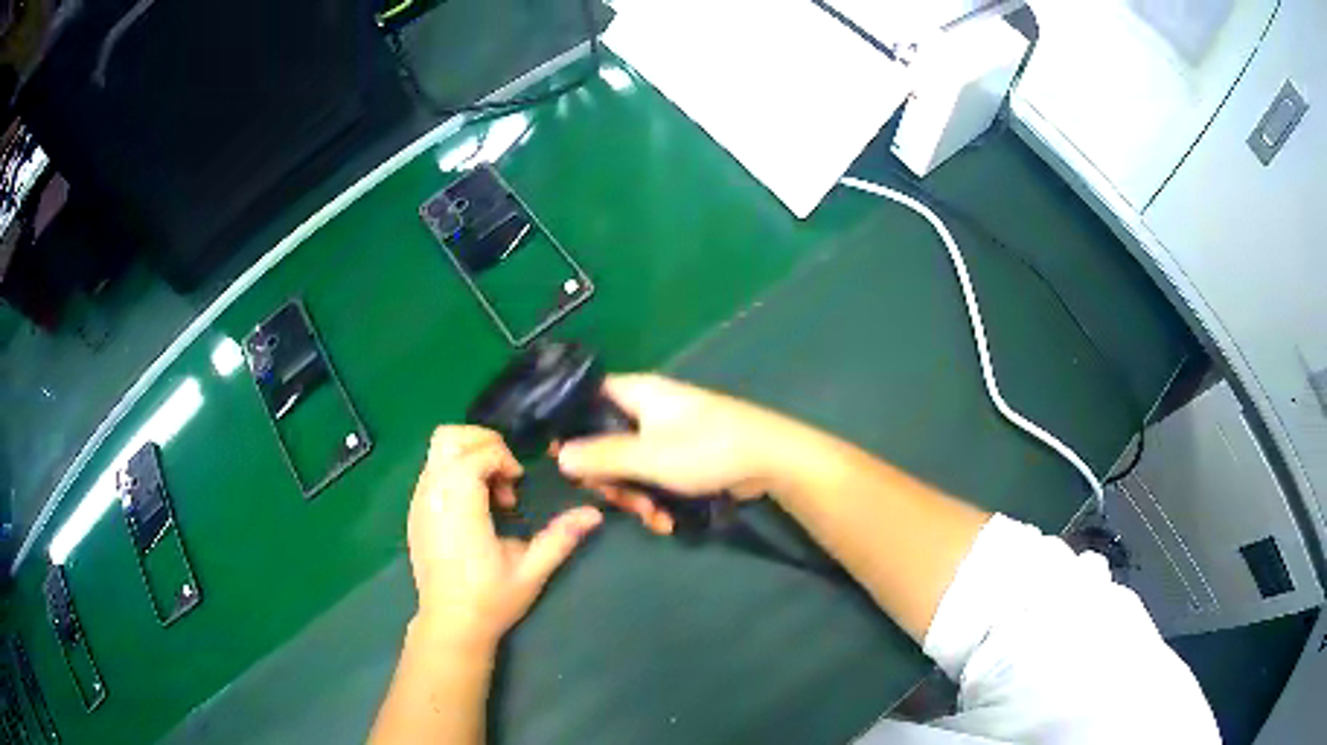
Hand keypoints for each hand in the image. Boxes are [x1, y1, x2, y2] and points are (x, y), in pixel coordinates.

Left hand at [407, 426, 601, 648]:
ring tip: (490, 496)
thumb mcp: (531, 570)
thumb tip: (595, 513)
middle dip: (482, 443)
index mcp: (459, 504)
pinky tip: (473, 509)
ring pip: (438, 452)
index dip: (504, 460)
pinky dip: (456, 474)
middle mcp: (433, 494)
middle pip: (449, 437)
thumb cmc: (490, 599)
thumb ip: (561, 537)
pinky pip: (433, 472)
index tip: (518, 489)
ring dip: (469, 459)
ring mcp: (418, 502)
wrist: (450, 625)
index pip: (477, 452)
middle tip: (504, 475)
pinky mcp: (414, 513)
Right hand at [556, 375, 793, 533]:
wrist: (770, 459)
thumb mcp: (647, 456)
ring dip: (636, 496)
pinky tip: (667, 521)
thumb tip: (559, 455)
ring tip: (652, 516)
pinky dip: (657, 498)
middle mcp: (649, 408)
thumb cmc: (706, 448)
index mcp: (637, 393)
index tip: (563, 459)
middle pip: (606, 441)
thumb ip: (601, 456)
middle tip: (618, 499)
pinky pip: (655, 476)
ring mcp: (668, 433)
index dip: (570, 426)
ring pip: (631, 465)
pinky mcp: (685, 457)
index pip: (587, 398)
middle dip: (611, 478)